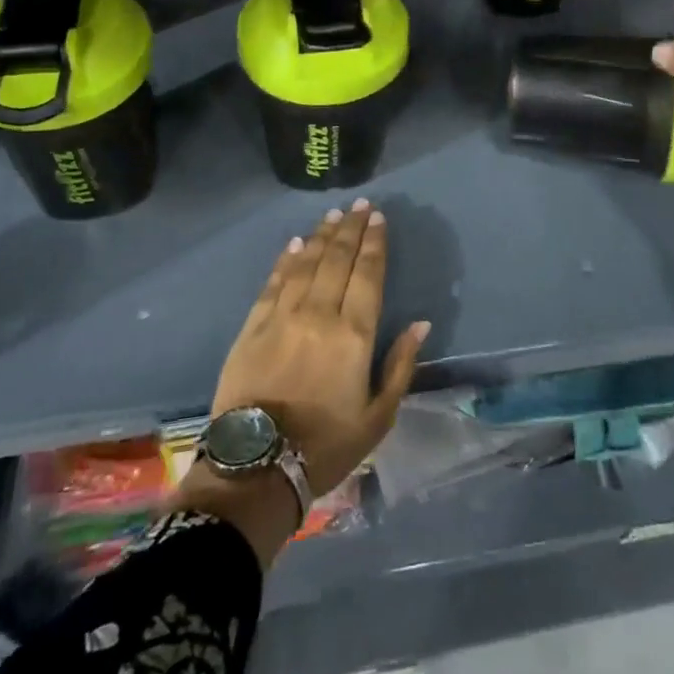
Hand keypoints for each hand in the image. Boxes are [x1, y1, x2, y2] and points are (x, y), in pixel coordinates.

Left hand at [176, 199, 428, 565]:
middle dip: (351, 228)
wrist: (256, 468)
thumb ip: (400, 365)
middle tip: (360, 204)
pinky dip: (287, 259)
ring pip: (307, 263)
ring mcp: (283, 316)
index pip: (368, 274)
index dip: (374, 243)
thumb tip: (420, 324)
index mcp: (354, 334)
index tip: (379, 218)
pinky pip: (274, 282)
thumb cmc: (326, 445)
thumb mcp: (378, 417)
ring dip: (323, 236)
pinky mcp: (253, 326)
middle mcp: (320, 314)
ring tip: (333, 215)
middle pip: (338, 259)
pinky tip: (296, 243)